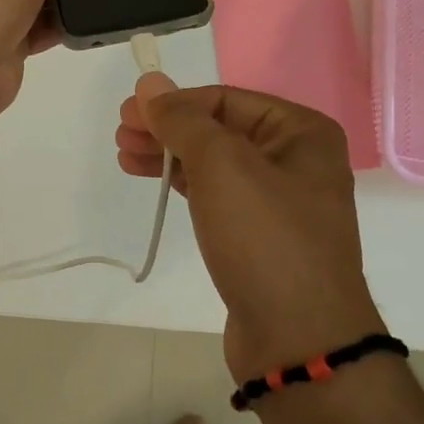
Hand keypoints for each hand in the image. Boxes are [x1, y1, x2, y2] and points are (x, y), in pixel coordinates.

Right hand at [116, 75, 385, 380]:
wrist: (298, 341)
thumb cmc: (264, 237)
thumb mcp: (221, 165)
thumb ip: (182, 119)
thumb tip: (150, 83)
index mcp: (301, 132)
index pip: (225, 100)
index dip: (174, 103)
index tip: (129, 113)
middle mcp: (297, 159)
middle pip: (219, 129)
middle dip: (168, 128)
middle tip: (122, 133)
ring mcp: (280, 201)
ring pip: (215, 163)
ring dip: (170, 154)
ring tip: (125, 155)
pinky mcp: (261, 236)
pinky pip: (217, 195)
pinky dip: (184, 184)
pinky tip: (153, 179)